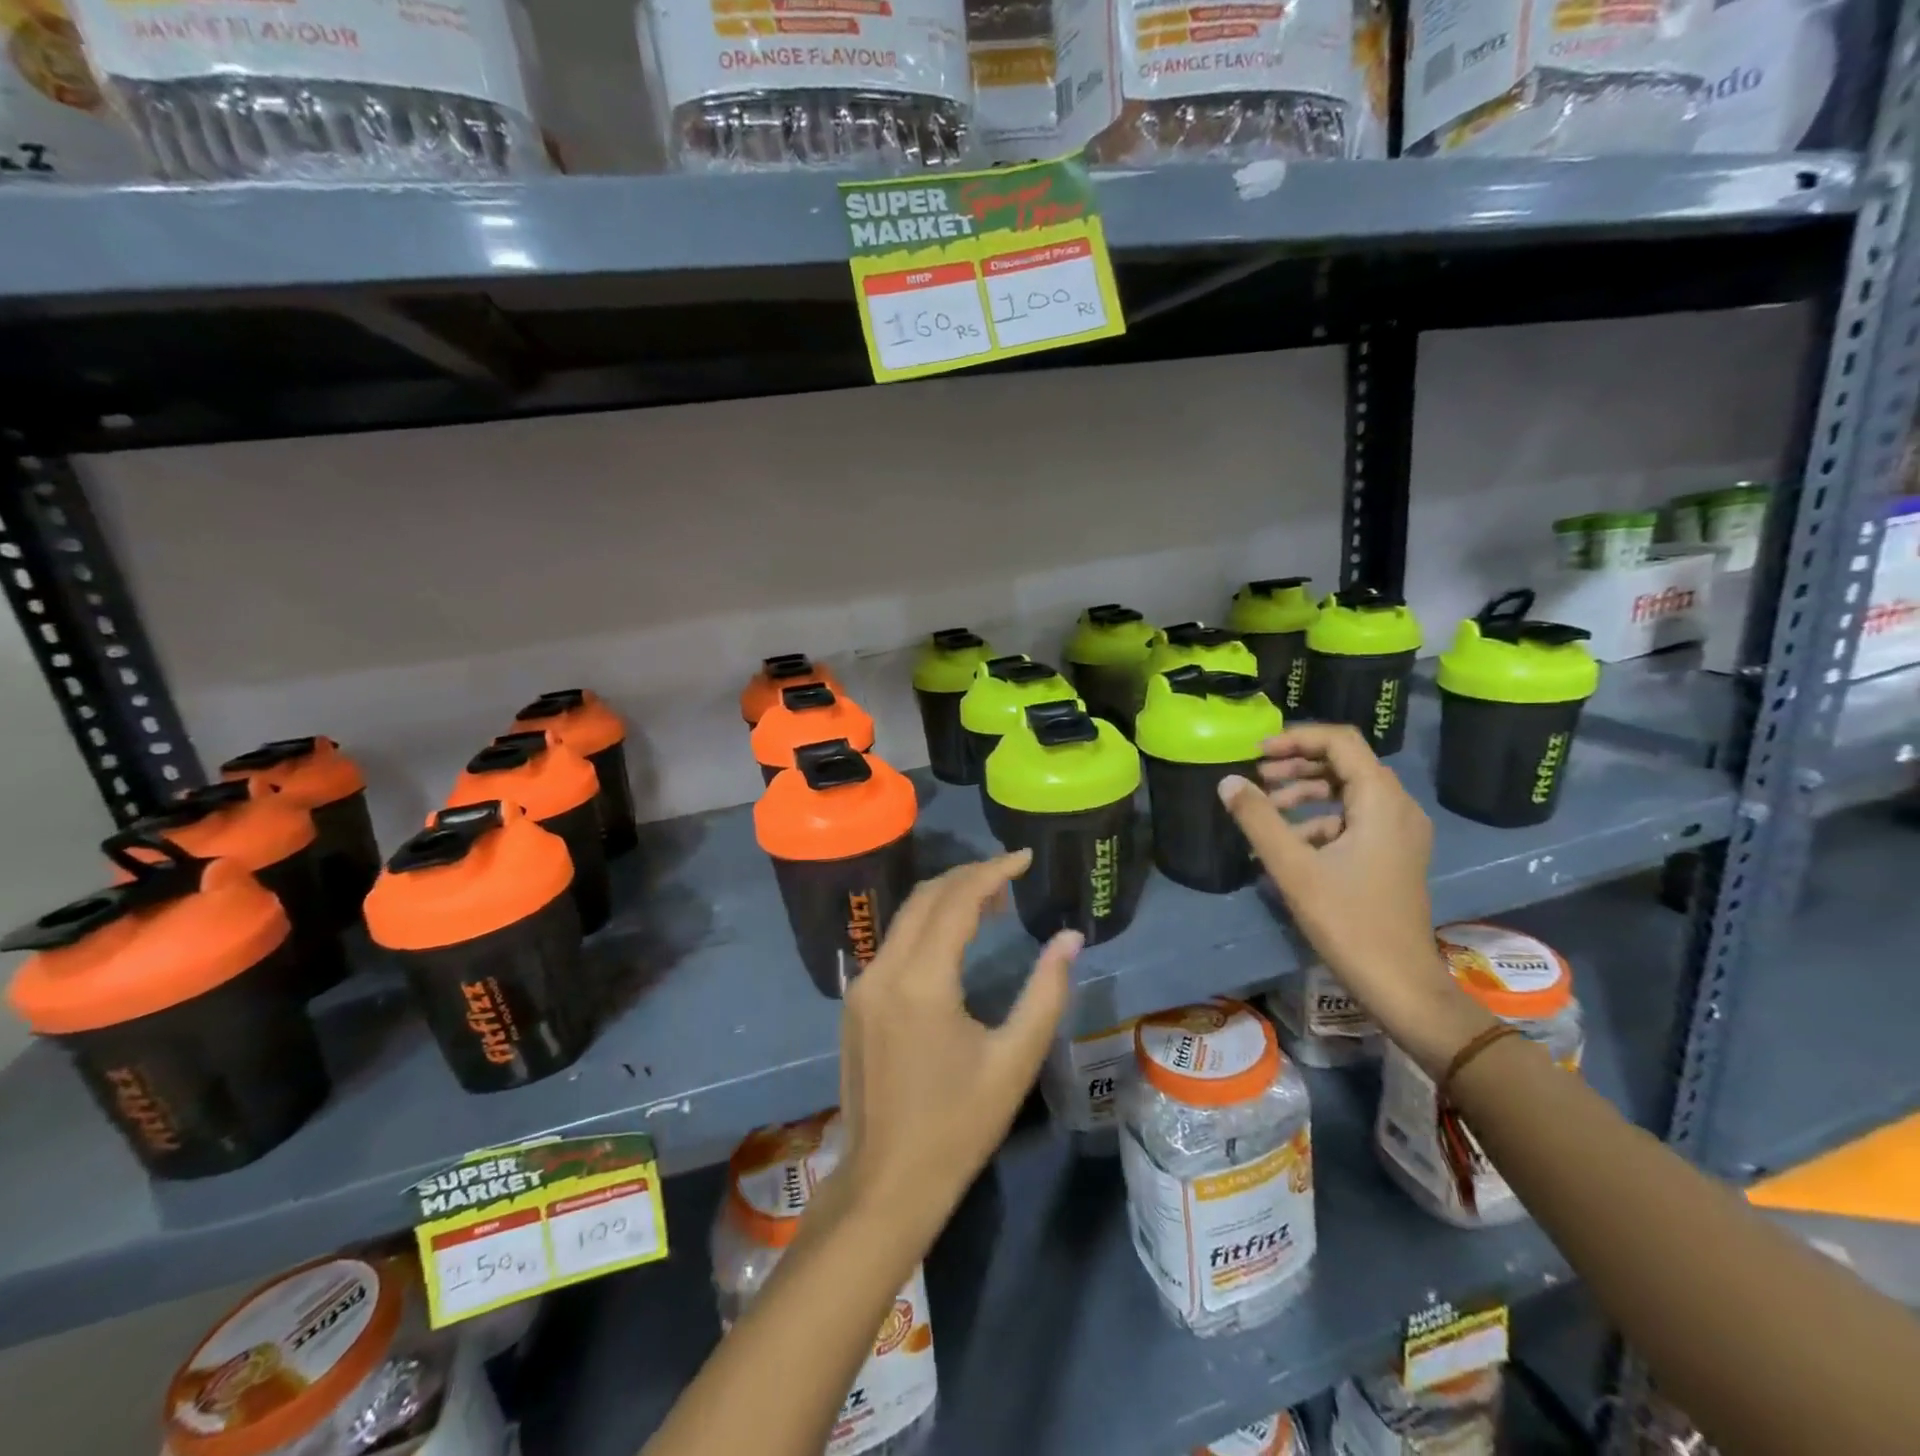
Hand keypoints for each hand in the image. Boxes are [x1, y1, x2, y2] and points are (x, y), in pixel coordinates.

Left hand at [834, 852, 1079, 1247]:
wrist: (886, 1182)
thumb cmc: (958, 1126)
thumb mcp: (1014, 1060)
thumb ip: (1046, 992)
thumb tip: (1070, 939)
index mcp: (921, 981)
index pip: (956, 901)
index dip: (993, 872)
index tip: (1025, 857)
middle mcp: (883, 970)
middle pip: (925, 897)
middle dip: (969, 877)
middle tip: (1012, 876)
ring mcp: (862, 985)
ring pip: (905, 917)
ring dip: (946, 899)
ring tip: (992, 903)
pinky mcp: (856, 1001)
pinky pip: (893, 943)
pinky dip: (926, 926)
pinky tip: (954, 939)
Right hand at [1218, 724, 1492, 1073]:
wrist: (1400, 983)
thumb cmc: (1348, 921)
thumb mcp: (1293, 867)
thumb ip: (1258, 819)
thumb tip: (1228, 781)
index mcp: (1381, 801)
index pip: (1340, 742)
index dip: (1296, 738)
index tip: (1257, 753)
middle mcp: (1398, 807)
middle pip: (1345, 763)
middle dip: (1297, 765)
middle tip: (1258, 778)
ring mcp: (1400, 832)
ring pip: (1348, 792)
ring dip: (1305, 792)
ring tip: (1266, 810)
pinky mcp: (1394, 855)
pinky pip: (1354, 819)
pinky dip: (1319, 820)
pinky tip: (1288, 844)